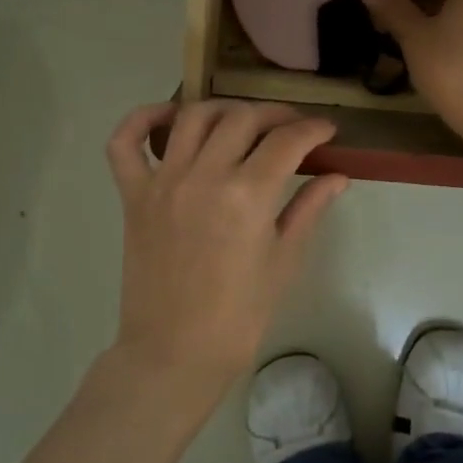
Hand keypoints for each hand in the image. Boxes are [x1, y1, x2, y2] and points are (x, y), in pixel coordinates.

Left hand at [105, 101, 347, 392]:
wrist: (175, 352)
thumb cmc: (240, 314)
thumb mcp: (284, 261)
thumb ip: (309, 208)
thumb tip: (338, 176)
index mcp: (249, 195)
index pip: (287, 141)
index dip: (313, 129)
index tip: (326, 130)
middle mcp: (204, 176)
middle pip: (242, 118)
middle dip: (275, 115)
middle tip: (291, 129)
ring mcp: (163, 182)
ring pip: (192, 117)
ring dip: (224, 110)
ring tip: (241, 122)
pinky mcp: (133, 195)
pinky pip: (124, 143)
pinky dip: (142, 119)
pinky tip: (168, 118)